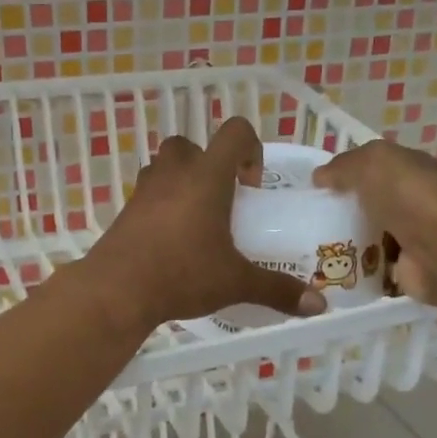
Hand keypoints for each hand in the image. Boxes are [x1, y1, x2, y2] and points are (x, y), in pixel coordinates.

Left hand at [87, 117, 327, 328]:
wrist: (116, 291)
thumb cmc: (182, 274)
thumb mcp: (235, 282)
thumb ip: (277, 289)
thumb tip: (319, 305)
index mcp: (206, 177)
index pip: (233, 132)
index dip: (250, 147)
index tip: (251, 186)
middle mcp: (173, 174)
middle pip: (190, 145)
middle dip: (208, 164)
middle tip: (221, 200)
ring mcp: (143, 191)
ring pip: (163, 167)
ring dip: (181, 181)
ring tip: (196, 220)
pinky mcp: (124, 212)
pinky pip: (146, 195)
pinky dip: (160, 206)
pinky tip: (171, 242)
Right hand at [313, 139, 436, 304]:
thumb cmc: (411, 198)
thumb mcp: (372, 164)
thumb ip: (344, 166)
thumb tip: (319, 177)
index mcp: (410, 169)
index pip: (374, 167)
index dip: (345, 173)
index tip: (313, 188)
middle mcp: (414, 201)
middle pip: (370, 204)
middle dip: (342, 211)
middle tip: (305, 221)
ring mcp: (412, 238)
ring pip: (370, 236)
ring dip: (345, 243)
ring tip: (308, 249)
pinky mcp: (408, 270)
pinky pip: (374, 269)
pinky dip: (356, 272)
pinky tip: (330, 272)